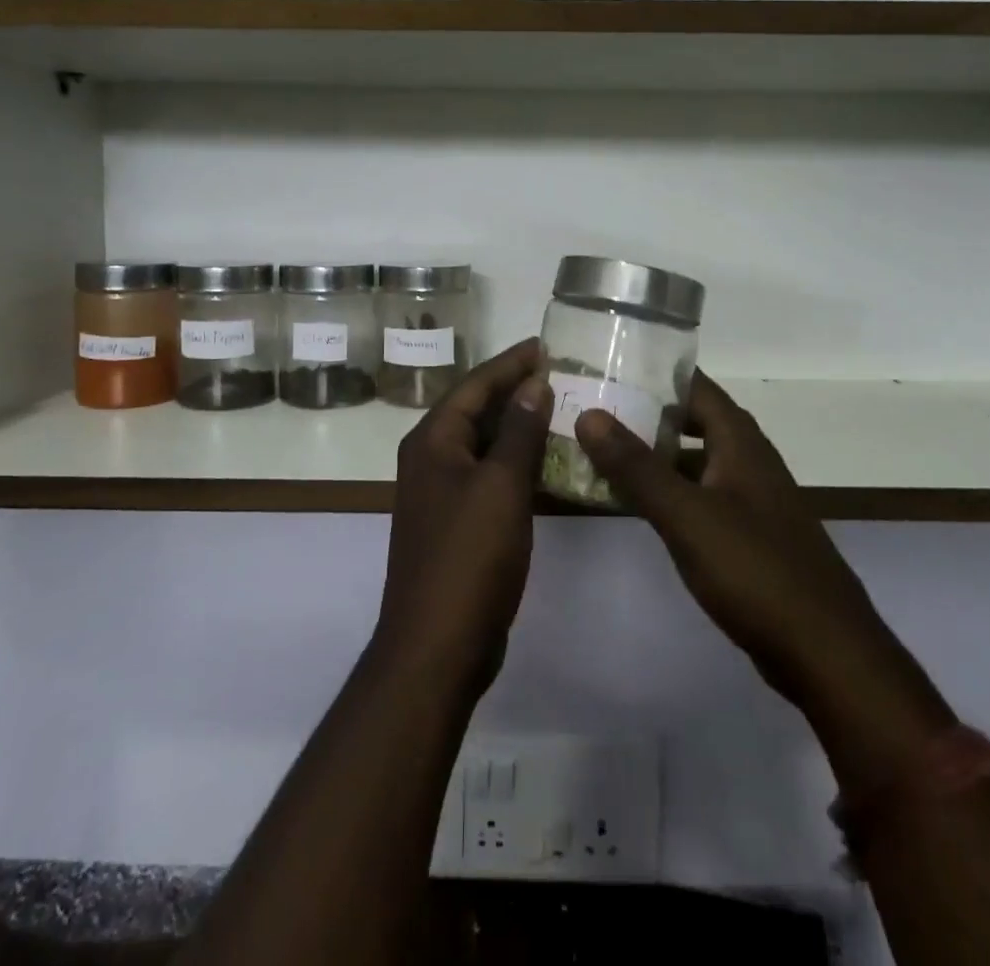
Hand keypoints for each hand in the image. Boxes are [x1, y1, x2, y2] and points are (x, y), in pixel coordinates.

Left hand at [371, 338, 552, 700]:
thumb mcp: (501, 486)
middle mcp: (430, 458)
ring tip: (559, 406)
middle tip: (559, 371)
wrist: (438, 645)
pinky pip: (488, 474)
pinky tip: (545, 460)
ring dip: (517, 424)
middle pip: (476, 409)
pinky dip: (515, 460)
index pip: (475, 384)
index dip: (511, 363)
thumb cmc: (469, 557)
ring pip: (483, 443)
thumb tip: (533, 384)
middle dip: (515, 389)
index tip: (546, 344)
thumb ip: (518, 431)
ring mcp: (441, 492)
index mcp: (433, 440)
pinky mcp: (456, 521)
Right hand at [573, 371, 876, 708]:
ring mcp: (752, 500)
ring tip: (605, 451)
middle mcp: (749, 461)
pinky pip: (702, 496)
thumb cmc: (754, 570)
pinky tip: (640, 504)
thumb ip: (636, 466)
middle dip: (648, 412)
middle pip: (695, 421)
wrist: (826, 652)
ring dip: (657, 454)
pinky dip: (670, 491)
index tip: (610, 364)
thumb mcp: (686, 515)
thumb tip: (589, 414)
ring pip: (697, 461)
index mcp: (740, 442)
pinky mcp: (750, 536)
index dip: (656, 371)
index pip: (696, 386)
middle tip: (596, 407)